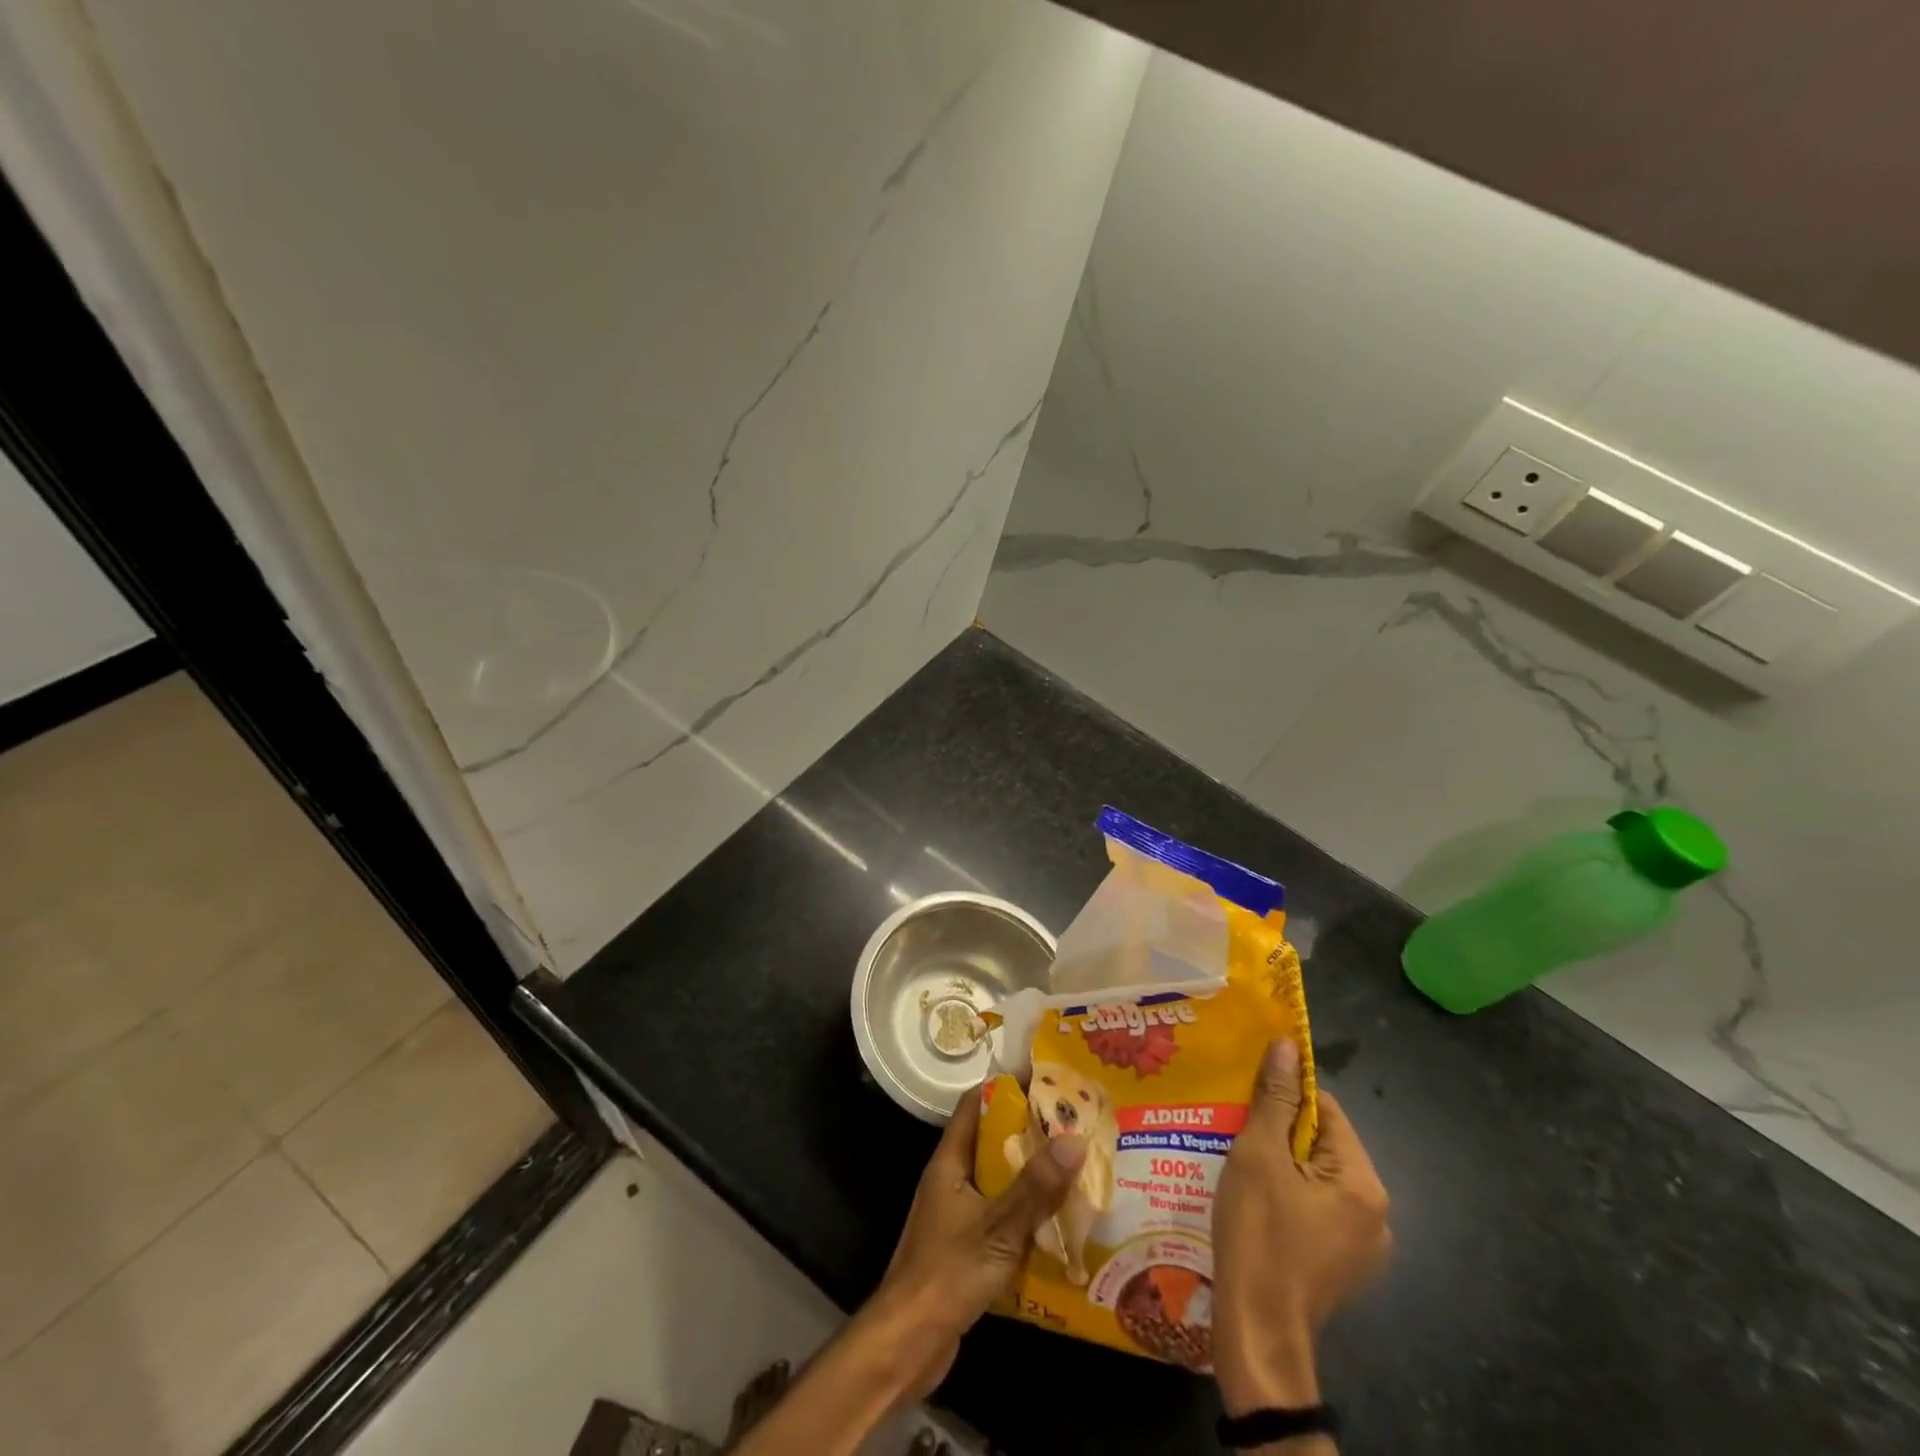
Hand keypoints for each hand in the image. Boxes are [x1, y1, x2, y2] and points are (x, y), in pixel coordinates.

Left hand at [869, 1085, 1086, 1396]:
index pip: (975, 1105)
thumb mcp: (998, 1227)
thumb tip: (1074, 1139)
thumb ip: (1035, 1187)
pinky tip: (1057, 1222)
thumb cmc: (947, 1273)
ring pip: (998, 1180)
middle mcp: (951, 1179)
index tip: (1045, 1080)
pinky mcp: (965, 1246)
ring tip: (1074, 1167)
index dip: (1006, 1087)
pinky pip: (999, 1215)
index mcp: (950, 1161)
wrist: (908, 1342)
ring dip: (1030, 1175)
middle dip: (1028, 1132)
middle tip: (1073, 1125)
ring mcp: (956, 1213)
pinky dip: (1025, 1212)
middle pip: (991, 1141)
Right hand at [1213, 1039, 1391, 1414]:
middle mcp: (1377, 1213)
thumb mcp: (1259, 1155)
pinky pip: (1318, 1210)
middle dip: (1280, 1134)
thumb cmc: (1259, 1233)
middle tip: (1237, 1135)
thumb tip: (1286, 1046)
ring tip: (1240, 1168)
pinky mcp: (1344, 1267)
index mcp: (1364, 1182)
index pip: (1326, 1110)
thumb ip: (1275, 1099)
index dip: (1284, 1099)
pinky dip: (1289, 1198)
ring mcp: (1364, 1246)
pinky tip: (1256, 1205)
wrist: (1257, 1329)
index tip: (1247, 1103)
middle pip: (1323, 1145)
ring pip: (1318, 1178)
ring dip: (1282, 1166)